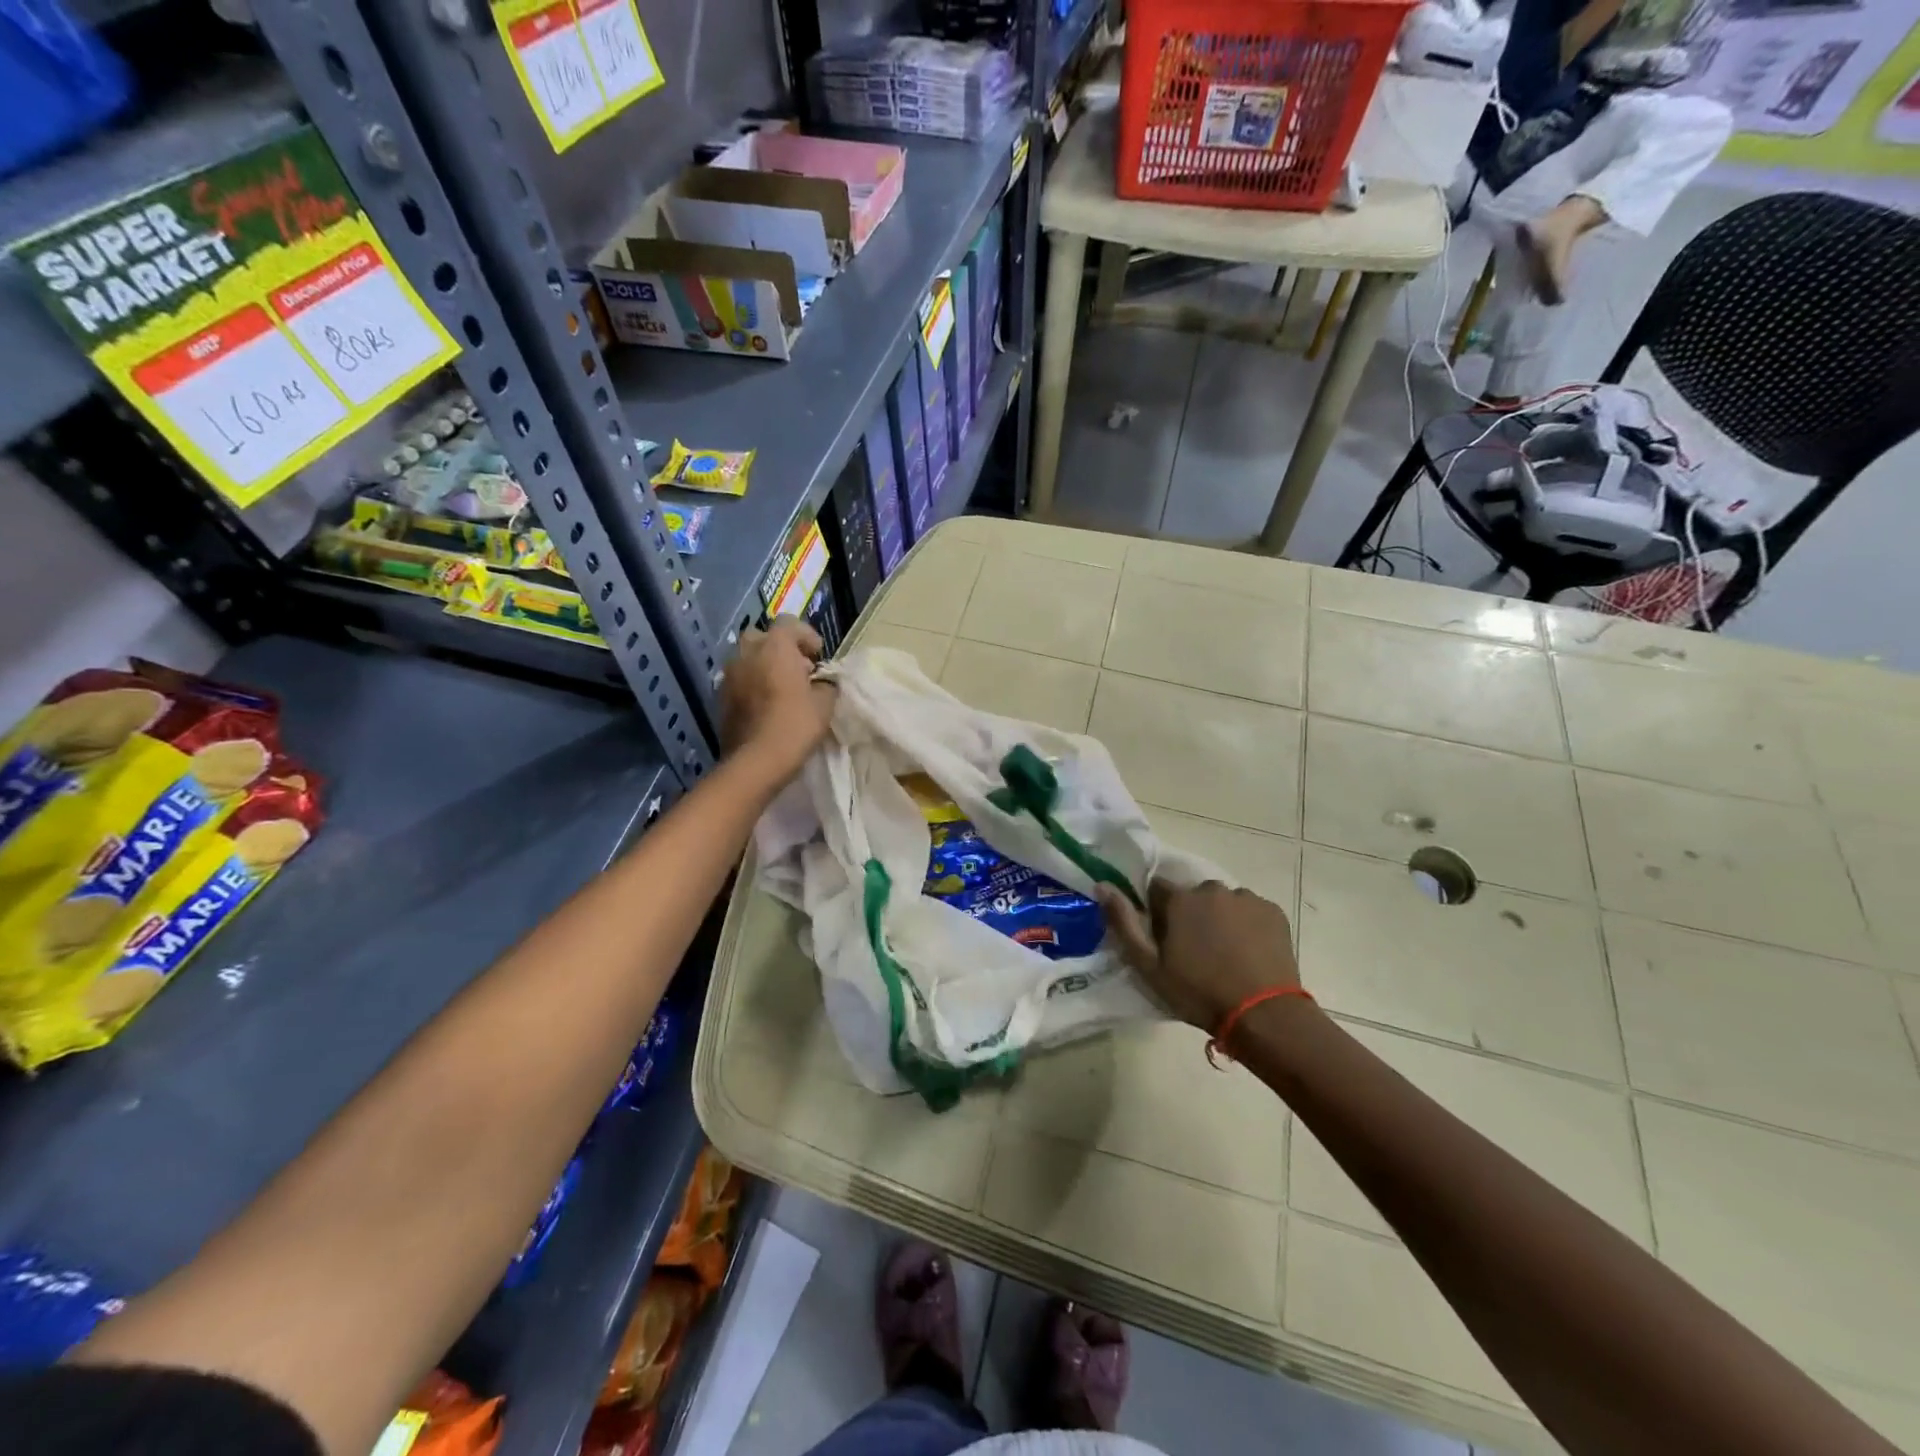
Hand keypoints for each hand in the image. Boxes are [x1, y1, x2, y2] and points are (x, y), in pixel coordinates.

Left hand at [719, 619, 835, 781]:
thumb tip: (821, 683)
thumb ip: (825, 685)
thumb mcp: (825, 704)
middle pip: (763, 637)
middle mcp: (747, 653)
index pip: (789, 623)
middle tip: (797, 669)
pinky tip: (766, 705)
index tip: (817, 656)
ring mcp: (729, 674)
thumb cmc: (795, 725)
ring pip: (748, 658)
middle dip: (780, 648)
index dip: (806, 636)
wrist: (756, 761)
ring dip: (764, 666)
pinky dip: (752, 684)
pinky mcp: (720, 697)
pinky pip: (739, 680)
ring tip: (781, 688)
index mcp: (775, 647)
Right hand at [1095, 880, 1299, 1032]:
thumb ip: (1123, 923)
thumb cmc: (1198, 992)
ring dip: (1219, 918)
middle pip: (1193, 895)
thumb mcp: (1149, 965)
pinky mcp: (1273, 911)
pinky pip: (1251, 910)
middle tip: (1196, 951)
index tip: (1164, 938)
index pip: (1156, 889)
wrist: (1263, 1015)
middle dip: (1191, 915)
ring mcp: (1246, 898)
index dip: (1157, 912)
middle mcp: (1211, 889)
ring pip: (1223, 902)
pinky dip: (1246, 925)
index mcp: (1179, 899)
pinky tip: (1248, 952)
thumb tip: (1103, 885)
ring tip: (1226, 954)